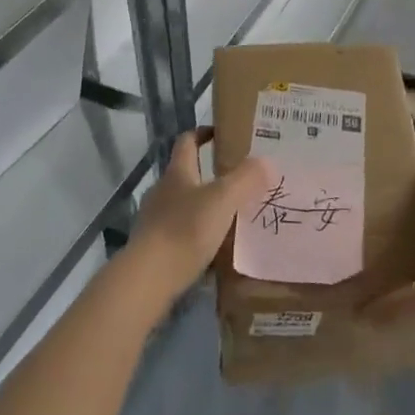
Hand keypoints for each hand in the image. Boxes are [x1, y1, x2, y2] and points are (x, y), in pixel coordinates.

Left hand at [127, 130, 272, 301]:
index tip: (222, 135)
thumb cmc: (185, 230)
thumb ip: (245, 179)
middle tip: (237, 182)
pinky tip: (212, 250)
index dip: (203, 134)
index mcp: (177, 172)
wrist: (147, 280)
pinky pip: (179, 234)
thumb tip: (266, 161)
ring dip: (203, 208)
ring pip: (183, 205)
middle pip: (185, 174)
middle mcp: (162, 190)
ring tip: (229, 218)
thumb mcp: (222, 200)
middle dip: (209, 175)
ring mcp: (154, 220)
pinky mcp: (153, 248)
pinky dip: (195, 236)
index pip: (187, 141)